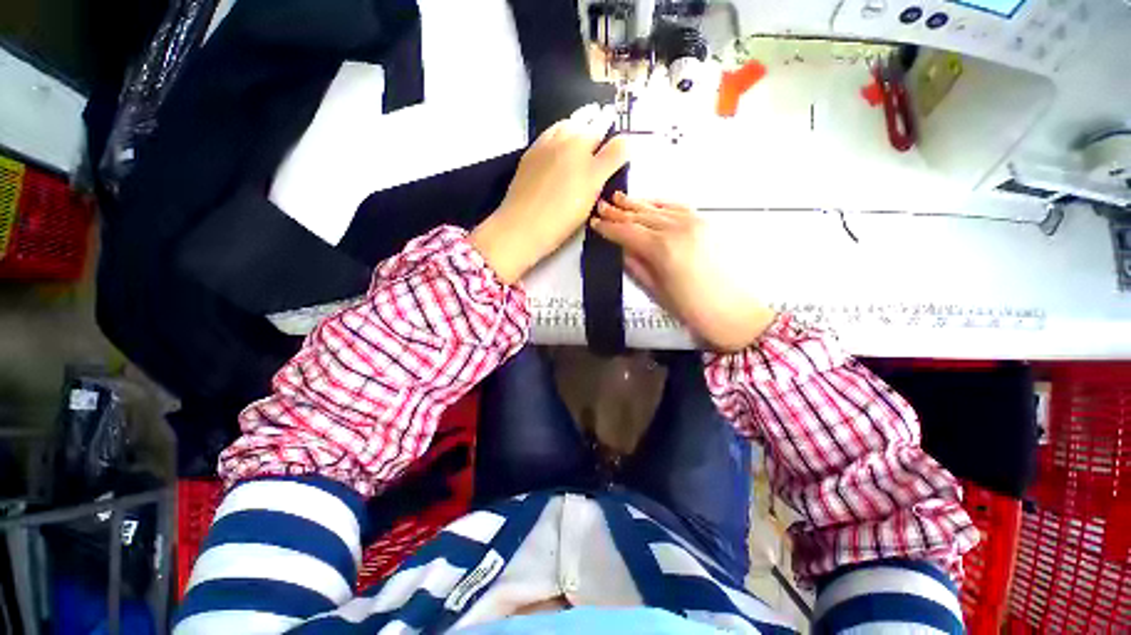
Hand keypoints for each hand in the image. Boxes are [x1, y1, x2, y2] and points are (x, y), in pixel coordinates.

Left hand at [470, 104, 628, 283]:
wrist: (523, 226)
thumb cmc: (564, 209)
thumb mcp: (594, 183)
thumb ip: (612, 158)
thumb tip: (628, 137)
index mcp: (579, 143)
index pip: (598, 126)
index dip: (607, 120)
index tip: (612, 111)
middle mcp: (558, 140)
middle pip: (577, 123)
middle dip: (588, 117)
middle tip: (596, 112)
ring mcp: (539, 150)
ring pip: (558, 129)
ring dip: (570, 123)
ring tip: (577, 124)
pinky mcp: (526, 163)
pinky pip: (544, 140)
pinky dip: (554, 134)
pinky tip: (554, 142)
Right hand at [592, 194, 775, 351]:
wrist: (733, 311)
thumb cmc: (691, 309)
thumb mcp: (656, 290)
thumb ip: (636, 265)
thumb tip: (621, 248)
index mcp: (662, 249)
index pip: (628, 232)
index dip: (609, 228)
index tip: (595, 223)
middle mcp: (678, 229)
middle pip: (641, 217)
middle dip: (619, 212)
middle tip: (602, 206)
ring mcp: (694, 223)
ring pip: (658, 209)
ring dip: (637, 204)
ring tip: (619, 198)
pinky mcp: (706, 223)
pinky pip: (678, 207)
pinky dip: (660, 204)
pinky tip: (648, 202)